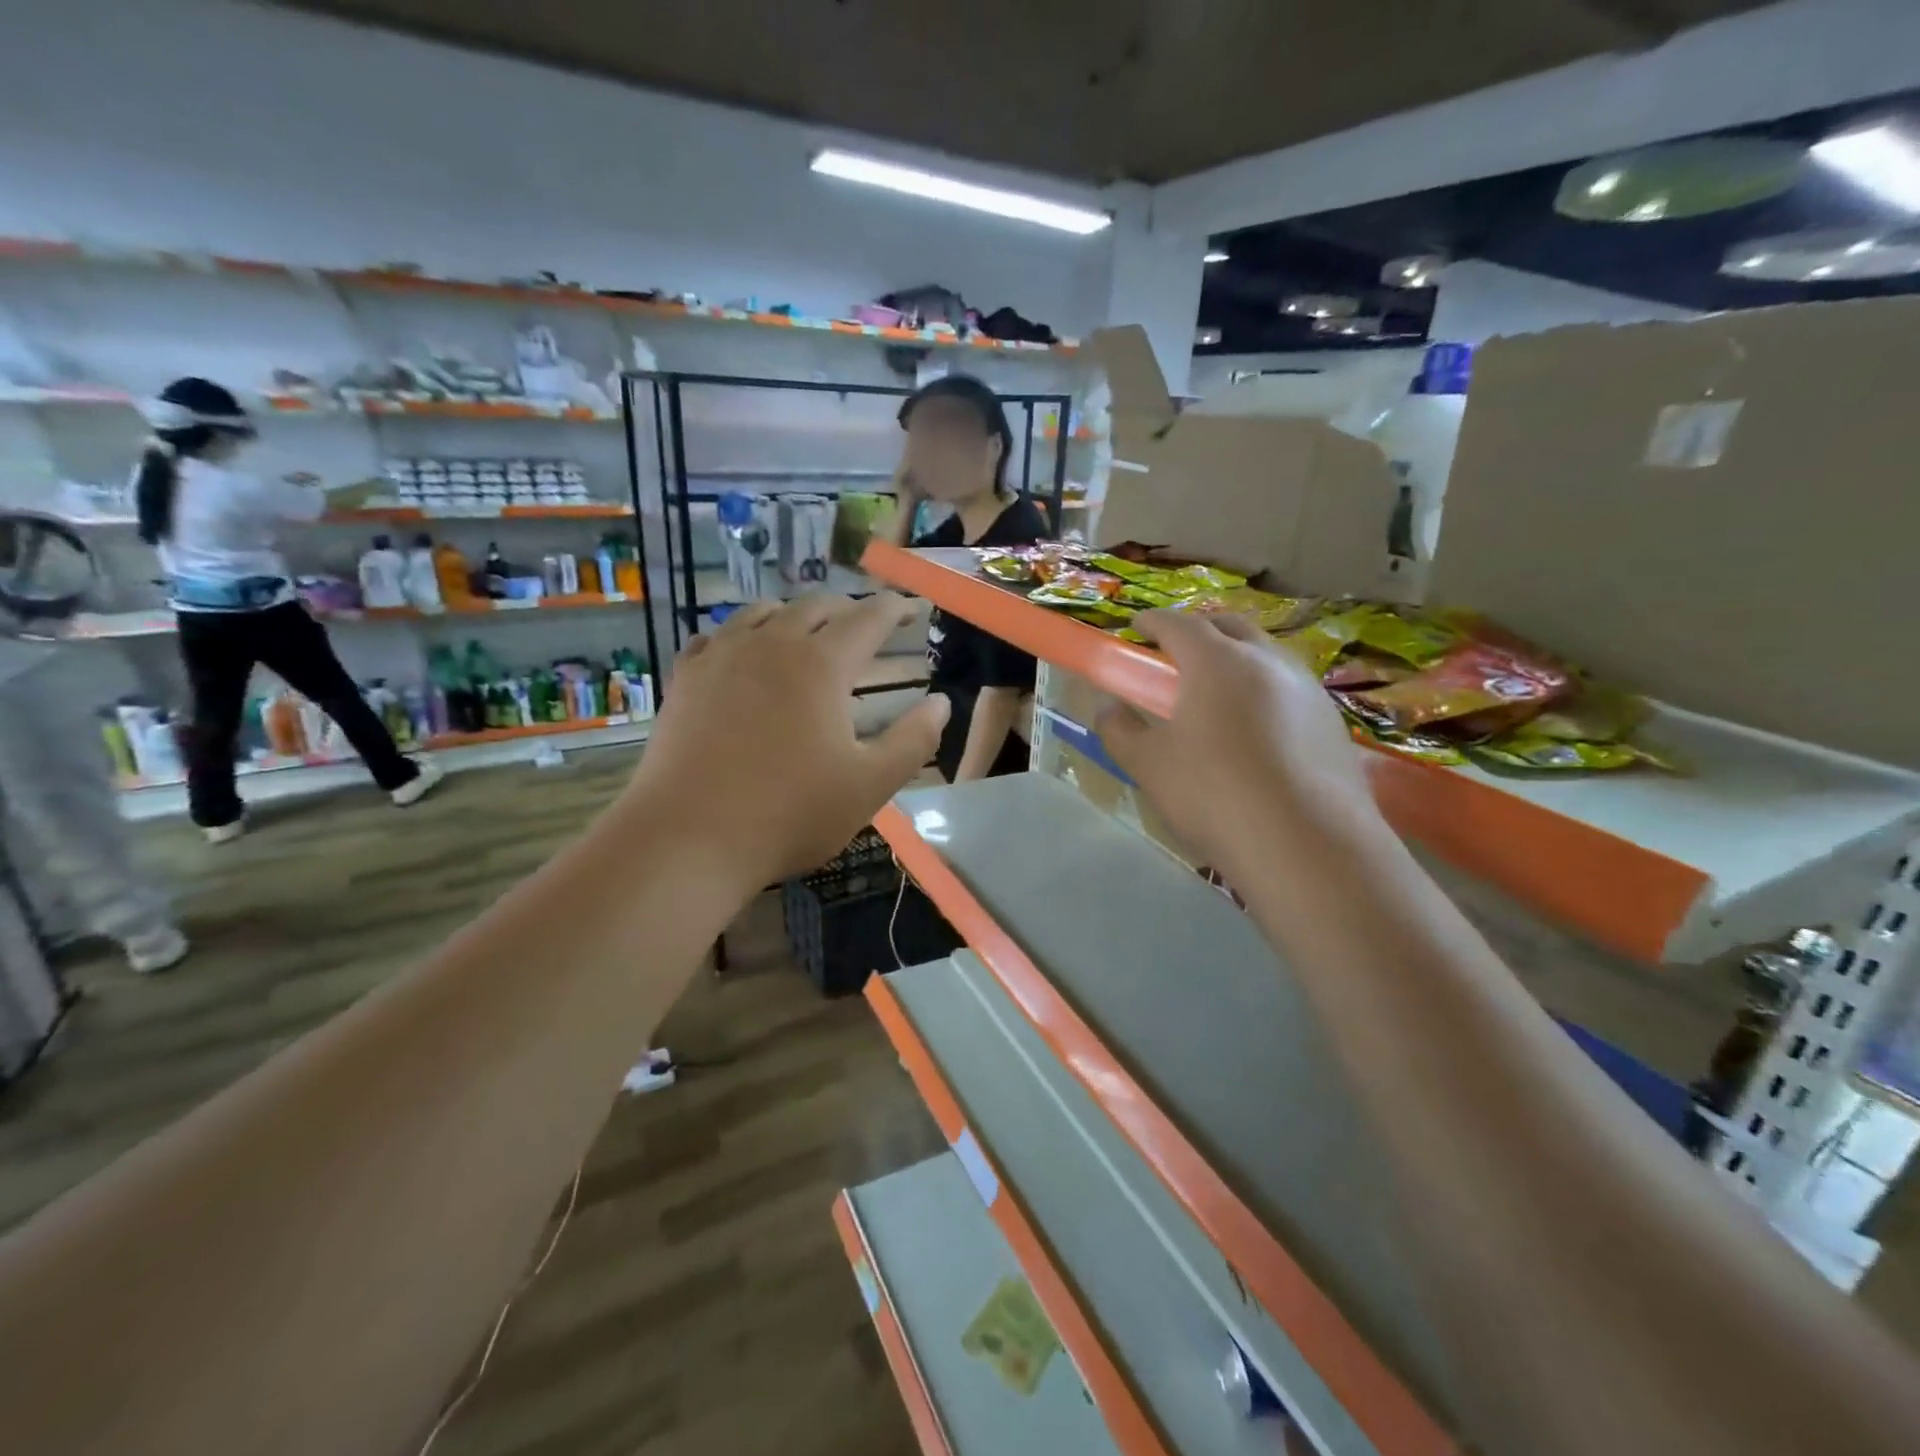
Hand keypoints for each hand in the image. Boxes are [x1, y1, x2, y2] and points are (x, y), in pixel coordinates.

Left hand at [629, 594, 948, 888]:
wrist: (689, 837)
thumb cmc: (790, 813)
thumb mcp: (870, 785)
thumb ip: (913, 740)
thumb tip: (941, 703)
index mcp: (821, 665)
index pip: (866, 619)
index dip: (892, 609)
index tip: (907, 606)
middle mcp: (771, 645)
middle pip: (814, 608)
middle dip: (846, 609)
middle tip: (863, 622)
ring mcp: (722, 658)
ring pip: (762, 613)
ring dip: (793, 614)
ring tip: (805, 628)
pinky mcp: (685, 679)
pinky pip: (716, 636)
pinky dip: (740, 633)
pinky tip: (740, 650)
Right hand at [1097, 611, 1381, 879]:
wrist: (1307, 846)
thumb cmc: (1214, 795)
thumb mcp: (1149, 765)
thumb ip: (1119, 730)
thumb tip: (1108, 710)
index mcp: (1216, 662)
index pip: (1178, 624)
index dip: (1152, 622)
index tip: (1136, 629)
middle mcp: (1267, 661)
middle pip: (1229, 626)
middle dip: (1199, 631)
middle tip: (1176, 657)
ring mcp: (1307, 689)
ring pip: (1266, 655)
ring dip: (1237, 659)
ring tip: (1219, 695)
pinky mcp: (1333, 722)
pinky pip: (1290, 689)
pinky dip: (1265, 692)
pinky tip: (1258, 733)